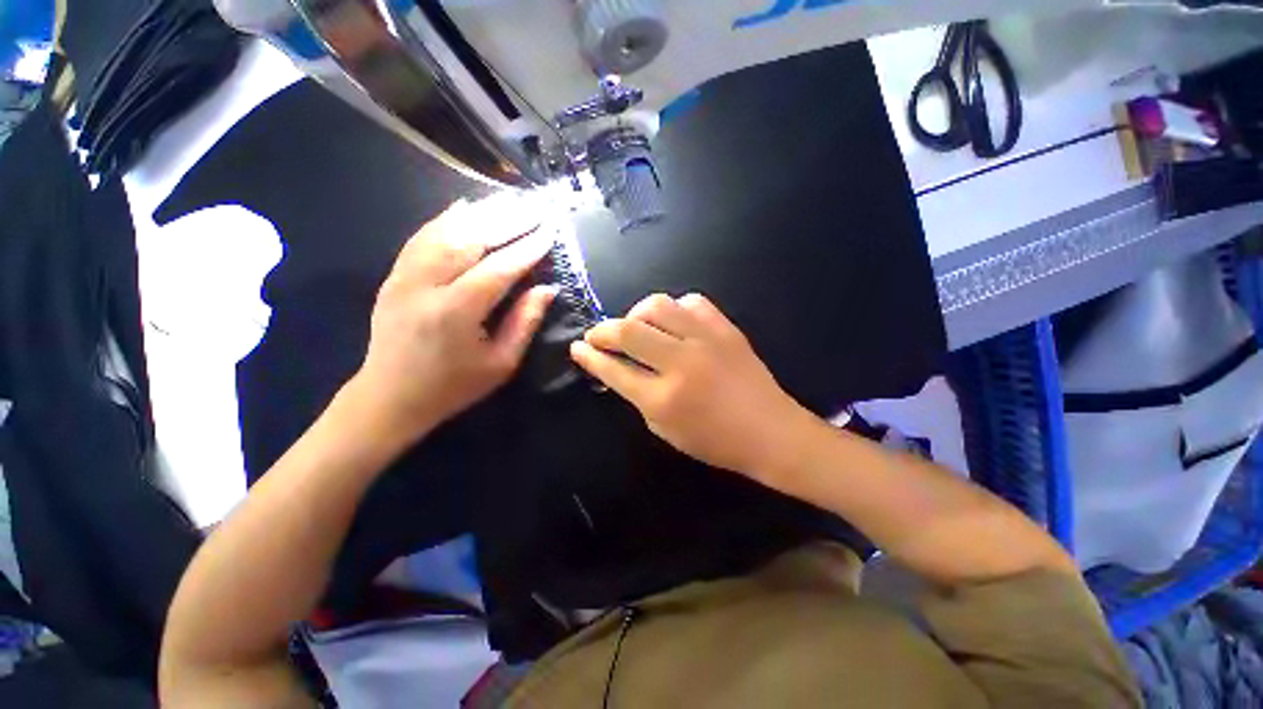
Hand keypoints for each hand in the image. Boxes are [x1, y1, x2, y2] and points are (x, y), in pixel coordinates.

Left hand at [347, 199, 555, 449]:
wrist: (390, 397)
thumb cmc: (454, 387)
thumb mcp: (501, 364)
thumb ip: (524, 322)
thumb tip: (547, 289)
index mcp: (455, 313)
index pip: (498, 269)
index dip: (527, 249)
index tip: (550, 231)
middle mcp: (425, 286)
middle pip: (470, 240)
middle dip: (508, 220)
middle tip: (536, 206)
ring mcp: (403, 277)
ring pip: (444, 232)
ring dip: (481, 213)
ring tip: (510, 200)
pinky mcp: (394, 275)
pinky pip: (421, 238)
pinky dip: (446, 219)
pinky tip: (466, 206)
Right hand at [570, 294, 810, 478]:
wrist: (770, 431)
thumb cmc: (715, 441)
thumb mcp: (665, 430)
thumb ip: (638, 396)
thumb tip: (618, 368)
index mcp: (663, 399)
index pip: (614, 370)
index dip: (590, 357)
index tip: (577, 347)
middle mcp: (680, 363)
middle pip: (628, 331)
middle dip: (602, 330)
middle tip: (597, 334)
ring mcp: (706, 341)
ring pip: (657, 306)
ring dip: (636, 313)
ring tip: (636, 326)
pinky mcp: (726, 328)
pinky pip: (692, 302)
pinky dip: (675, 309)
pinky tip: (674, 322)